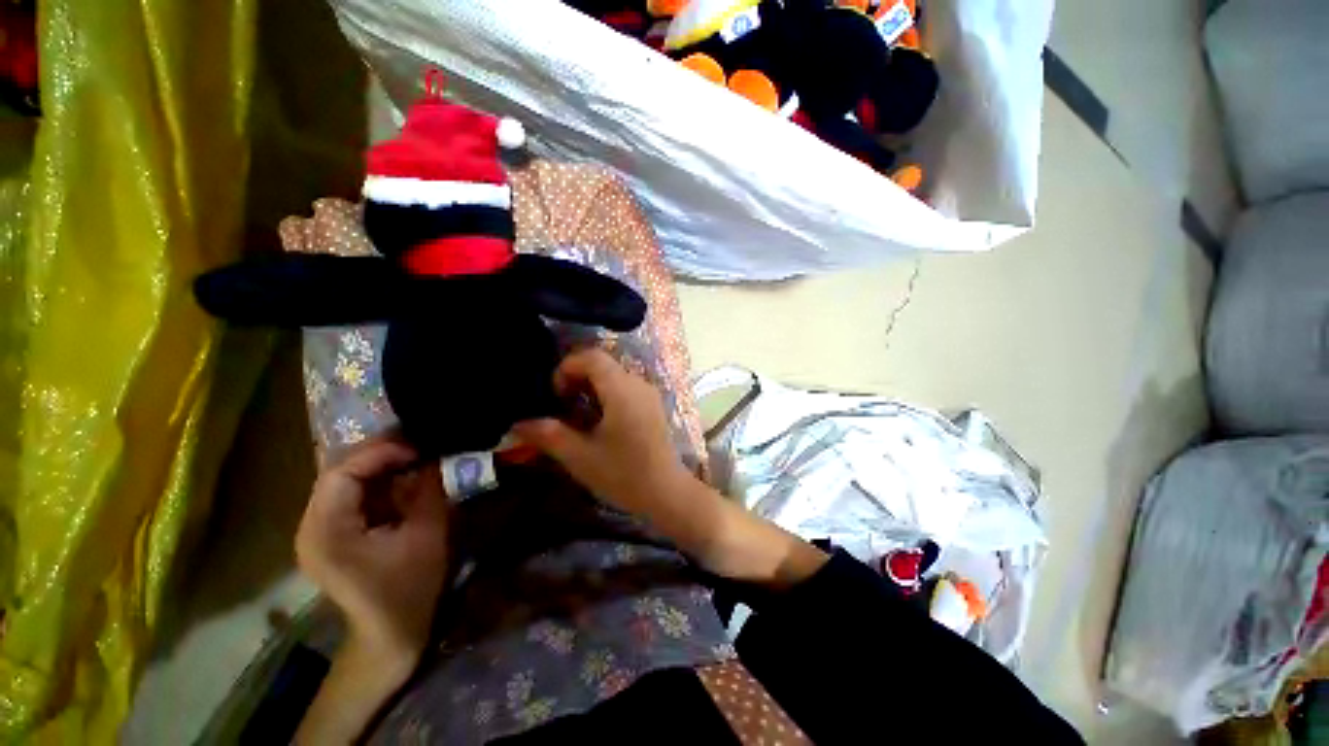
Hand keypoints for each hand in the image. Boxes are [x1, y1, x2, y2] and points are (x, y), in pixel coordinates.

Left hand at [295, 435, 448, 662]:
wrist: (390, 633)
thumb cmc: (410, 587)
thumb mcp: (427, 534)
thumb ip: (429, 489)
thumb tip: (434, 455)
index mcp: (327, 532)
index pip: (341, 473)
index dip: (379, 453)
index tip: (418, 448)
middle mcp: (310, 528)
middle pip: (337, 474)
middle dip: (379, 456)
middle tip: (418, 447)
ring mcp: (315, 533)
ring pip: (342, 483)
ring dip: (378, 468)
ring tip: (414, 458)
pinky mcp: (327, 537)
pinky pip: (347, 497)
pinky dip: (375, 484)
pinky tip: (401, 481)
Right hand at [513, 349, 695, 522]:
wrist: (666, 492)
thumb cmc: (623, 474)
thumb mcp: (581, 456)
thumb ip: (549, 435)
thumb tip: (518, 424)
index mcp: (622, 390)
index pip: (592, 357)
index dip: (567, 368)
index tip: (557, 395)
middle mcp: (638, 383)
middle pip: (603, 363)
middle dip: (577, 377)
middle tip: (563, 405)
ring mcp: (648, 393)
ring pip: (614, 375)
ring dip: (591, 387)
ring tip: (578, 414)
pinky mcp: (653, 405)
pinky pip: (625, 386)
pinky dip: (607, 394)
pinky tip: (599, 421)